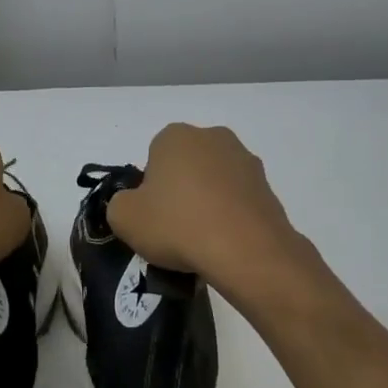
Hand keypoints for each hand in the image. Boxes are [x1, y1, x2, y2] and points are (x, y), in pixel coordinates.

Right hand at [106, 124, 302, 287]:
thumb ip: (119, 204)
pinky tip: (225, 242)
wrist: (246, 251)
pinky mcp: (268, 187)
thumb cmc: (178, 225)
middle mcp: (213, 137)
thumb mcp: (124, 218)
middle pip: (186, 165)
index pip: (153, 157)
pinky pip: (238, 200)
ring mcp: (245, 160)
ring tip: (203, 240)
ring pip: (214, 181)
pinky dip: (230, 216)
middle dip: (180, 190)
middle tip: (174, 227)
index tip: (152, 214)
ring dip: (207, 202)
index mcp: (175, 136)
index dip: (149, 188)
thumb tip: (133, 205)